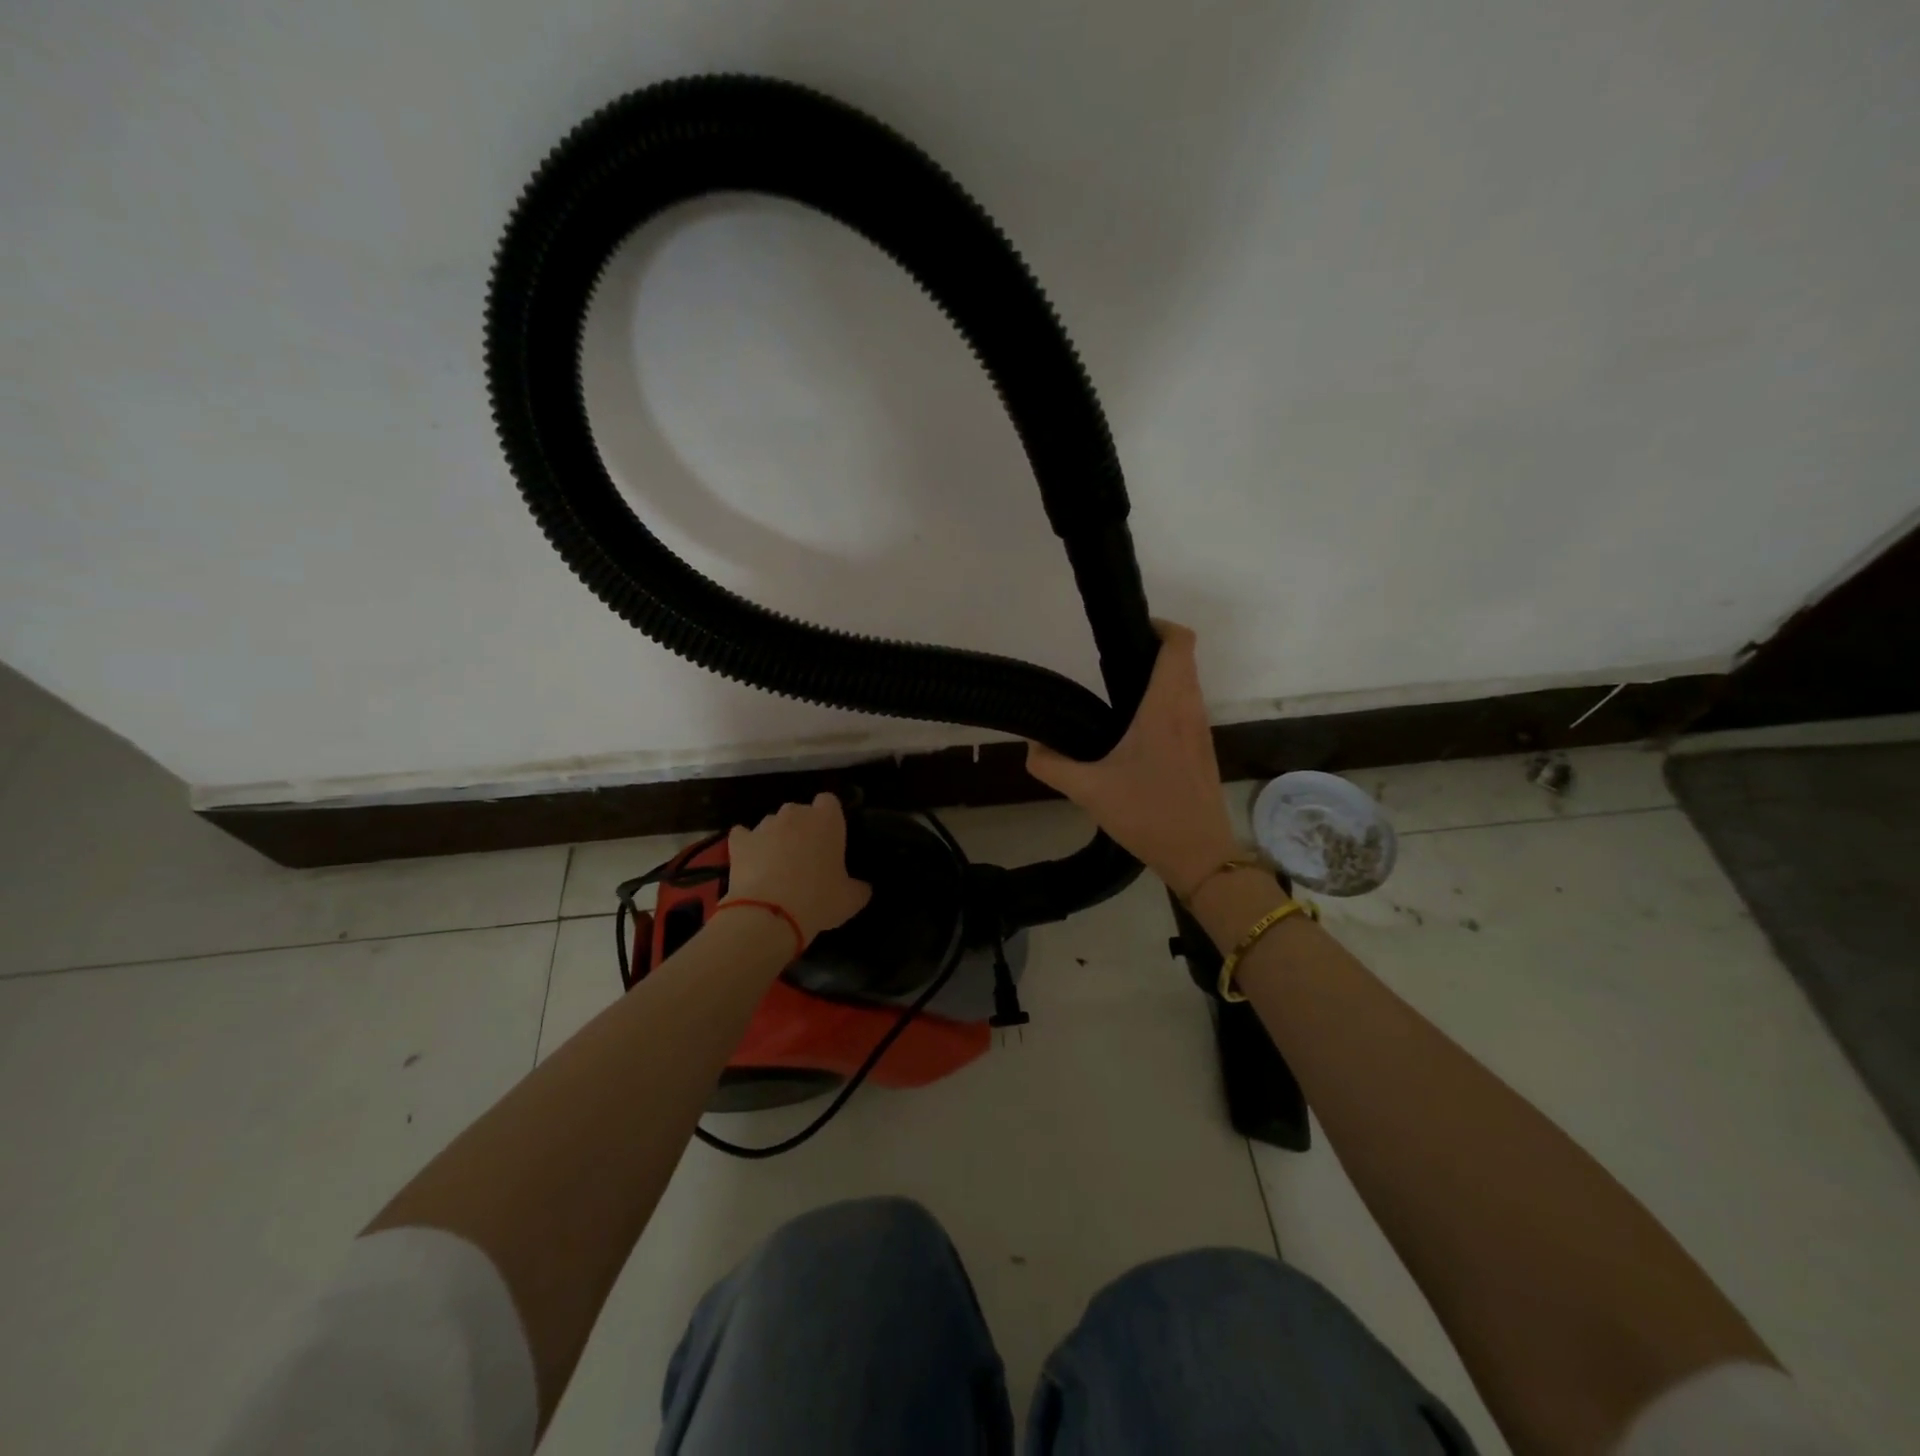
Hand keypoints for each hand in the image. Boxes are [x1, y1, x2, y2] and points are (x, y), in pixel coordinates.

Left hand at [723, 793, 871, 943]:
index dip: (828, 818)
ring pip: (772, 824)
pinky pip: (744, 836)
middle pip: (799, 811)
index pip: (829, 801)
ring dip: (776, 838)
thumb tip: (863, 887)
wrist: (769, 915)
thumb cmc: (818, 900)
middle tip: (806, 857)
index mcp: (827, 820)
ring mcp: (764, 825)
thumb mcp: (851, 899)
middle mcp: (795, 814)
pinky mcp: (739, 841)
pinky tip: (751, 863)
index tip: (829, 837)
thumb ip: (859, 887)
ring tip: (776, 866)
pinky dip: (747, 846)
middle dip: (801, 828)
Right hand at [1026, 620, 1239, 897]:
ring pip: (1188, 683)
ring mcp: (1200, 730)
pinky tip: (1137, 729)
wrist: (1200, 856)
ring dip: (1162, 676)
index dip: (1160, 626)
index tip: (1129, 631)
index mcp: (1165, 708)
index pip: (1180, 643)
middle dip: (1153, 649)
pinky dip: (1167, 701)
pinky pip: (1187, 707)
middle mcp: (1188, 710)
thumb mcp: (1089, 791)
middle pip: (1183, 658)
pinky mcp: (1202, 749)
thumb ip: (1052, 766)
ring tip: (1119, 692)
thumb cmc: (1148, 815)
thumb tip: (1031, 747)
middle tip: (1112, 660)